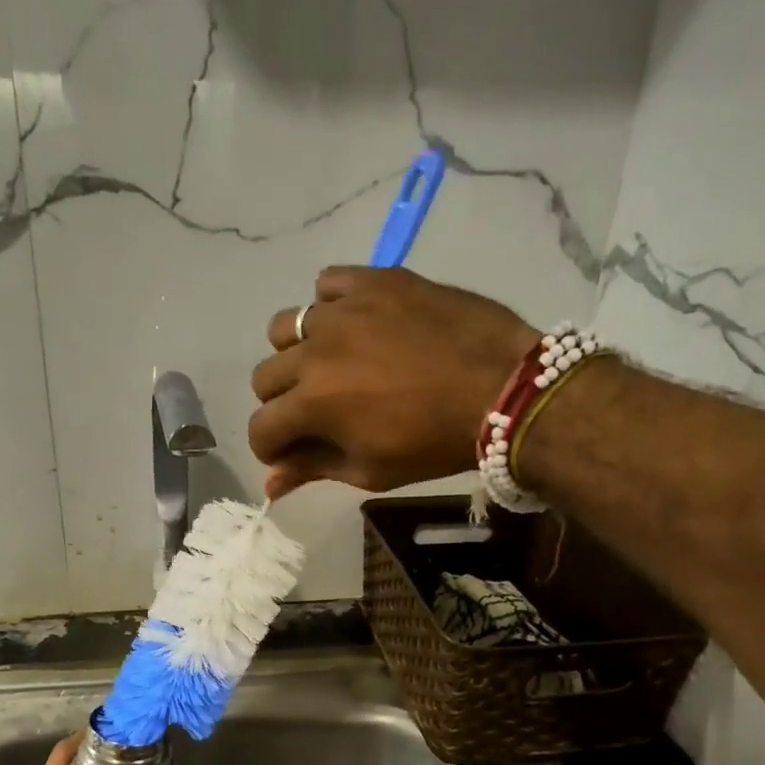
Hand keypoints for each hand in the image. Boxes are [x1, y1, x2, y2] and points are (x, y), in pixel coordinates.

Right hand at [249, 267, 541, 497]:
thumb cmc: (434, 443)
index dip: (271, 448)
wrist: (503, 389)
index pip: (261, 427)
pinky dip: (331, 304)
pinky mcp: (375, 280)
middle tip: (316, 412)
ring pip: (287, 326)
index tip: (292, 453)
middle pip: (265, 377)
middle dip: (281, 403)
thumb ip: (313, 469)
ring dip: (298, 352)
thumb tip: (269, 484)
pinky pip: (329, 282)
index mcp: (311, 402)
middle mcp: (315, 349)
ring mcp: (344, 308)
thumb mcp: (370, 469)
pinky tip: (355, 323)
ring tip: (331, 363)